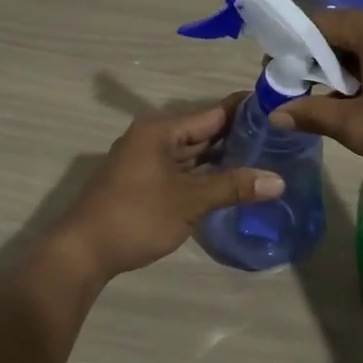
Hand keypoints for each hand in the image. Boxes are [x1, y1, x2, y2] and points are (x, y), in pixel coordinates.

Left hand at [49, 99, 284, 280]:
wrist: (83, 251)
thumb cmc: (137, 216)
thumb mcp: (190, 201)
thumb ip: (234, 186)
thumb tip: (279, 181)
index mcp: (161, 130)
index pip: (213, 113)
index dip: (245, 112)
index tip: (277, 111)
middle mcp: (153, 138)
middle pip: (203, 132)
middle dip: (237, 137)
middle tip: (279, 140)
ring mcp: (146, 161)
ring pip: (193, 154)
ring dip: (222, 159)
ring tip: (264, 159)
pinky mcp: (144, 183)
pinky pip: (182, 171)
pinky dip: (204, 175)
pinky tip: (231, 183)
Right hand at [271, 3, 362, 184]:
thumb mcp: (360, 128)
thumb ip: (313, 114)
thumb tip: (277, 114)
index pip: (314, 25)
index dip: (291, 51)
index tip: (279, 81)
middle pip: (340, 31)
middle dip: (320, 64)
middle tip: (309, 100)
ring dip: (347, 69)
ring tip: (344, 107)